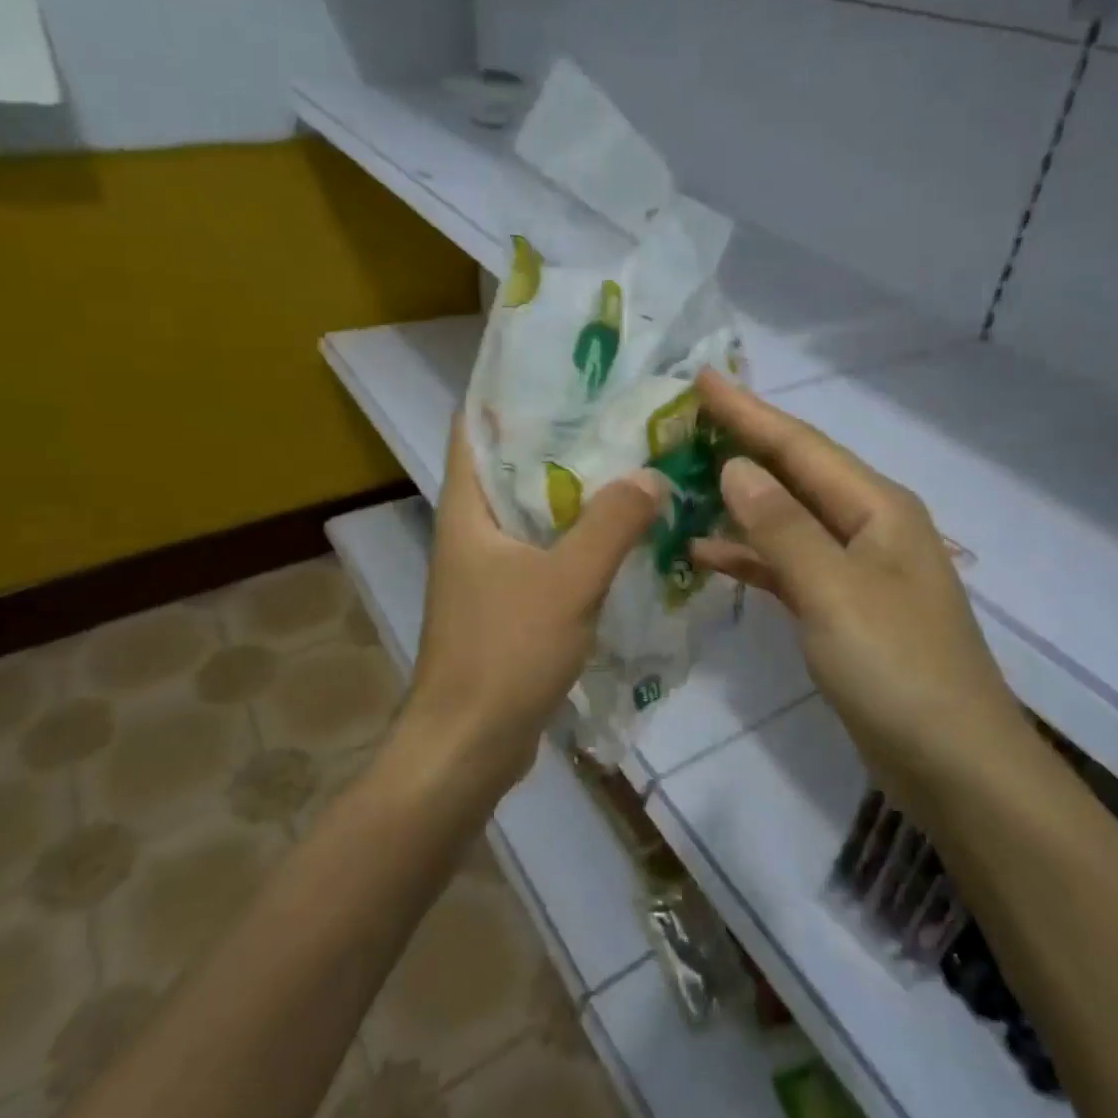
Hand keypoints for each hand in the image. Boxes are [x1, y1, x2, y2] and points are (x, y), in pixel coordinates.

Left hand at [404, 417, 663, 792]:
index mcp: (466, 509)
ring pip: (533, 512)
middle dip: (559, 439)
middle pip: (512, 467)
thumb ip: (611, 524)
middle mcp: (470, 530)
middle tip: (617, 413)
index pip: (474, 428)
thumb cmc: (504, 652)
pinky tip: (621, 533)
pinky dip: (576, 538)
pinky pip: (544, 552)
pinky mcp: (506, 603)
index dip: (509, 393)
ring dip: (574, 492)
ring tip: (628, 461)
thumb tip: (651, 474)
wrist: (469, 746)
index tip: (564, 371)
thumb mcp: (567, 581)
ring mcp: (486, 569)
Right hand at [690, 370, 1022, 795]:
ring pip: (787, 518)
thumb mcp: (834, 591)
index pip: (801, 446)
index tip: (701, 379)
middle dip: (743, 444)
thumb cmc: (898, 669)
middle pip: (796, 473)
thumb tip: (736, 467)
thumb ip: (782, 527)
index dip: (748, 412)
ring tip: (682, 479)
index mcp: (877, 508)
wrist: (955, 766)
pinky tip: (706, 552)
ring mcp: (855, 570)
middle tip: (685, 420)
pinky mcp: (841, 609)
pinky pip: (787, 565)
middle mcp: (869, 526)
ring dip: (739, 501)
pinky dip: (750, 556)